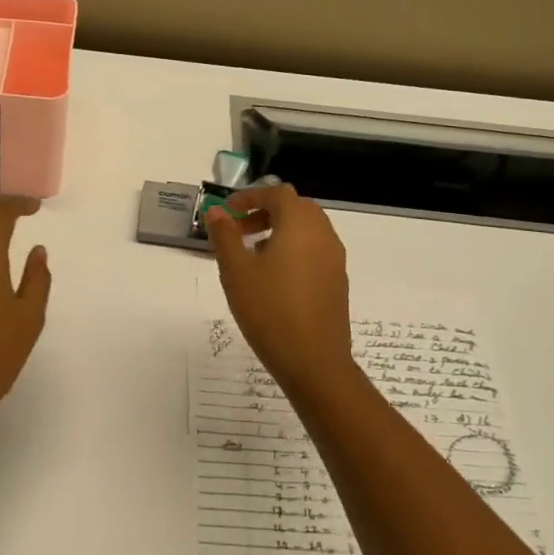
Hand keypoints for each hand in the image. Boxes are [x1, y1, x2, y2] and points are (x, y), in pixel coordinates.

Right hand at [205, 184, 359, 400]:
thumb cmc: (268, 310)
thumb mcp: (236, 271)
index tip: (227, 211)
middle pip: (295, 208)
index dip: (250, 196)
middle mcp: (323, 234)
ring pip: (307, 229)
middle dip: (265, 212)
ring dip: (280, 231)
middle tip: (238, 230)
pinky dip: (294, 249)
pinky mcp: (338, 280)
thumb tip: (216, 211)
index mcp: (299, 224)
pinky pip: (315, 250)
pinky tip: (274, 277)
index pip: (277, 193)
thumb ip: (225, 235)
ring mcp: (335, 258)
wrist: (313, 361)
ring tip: (252, 255)